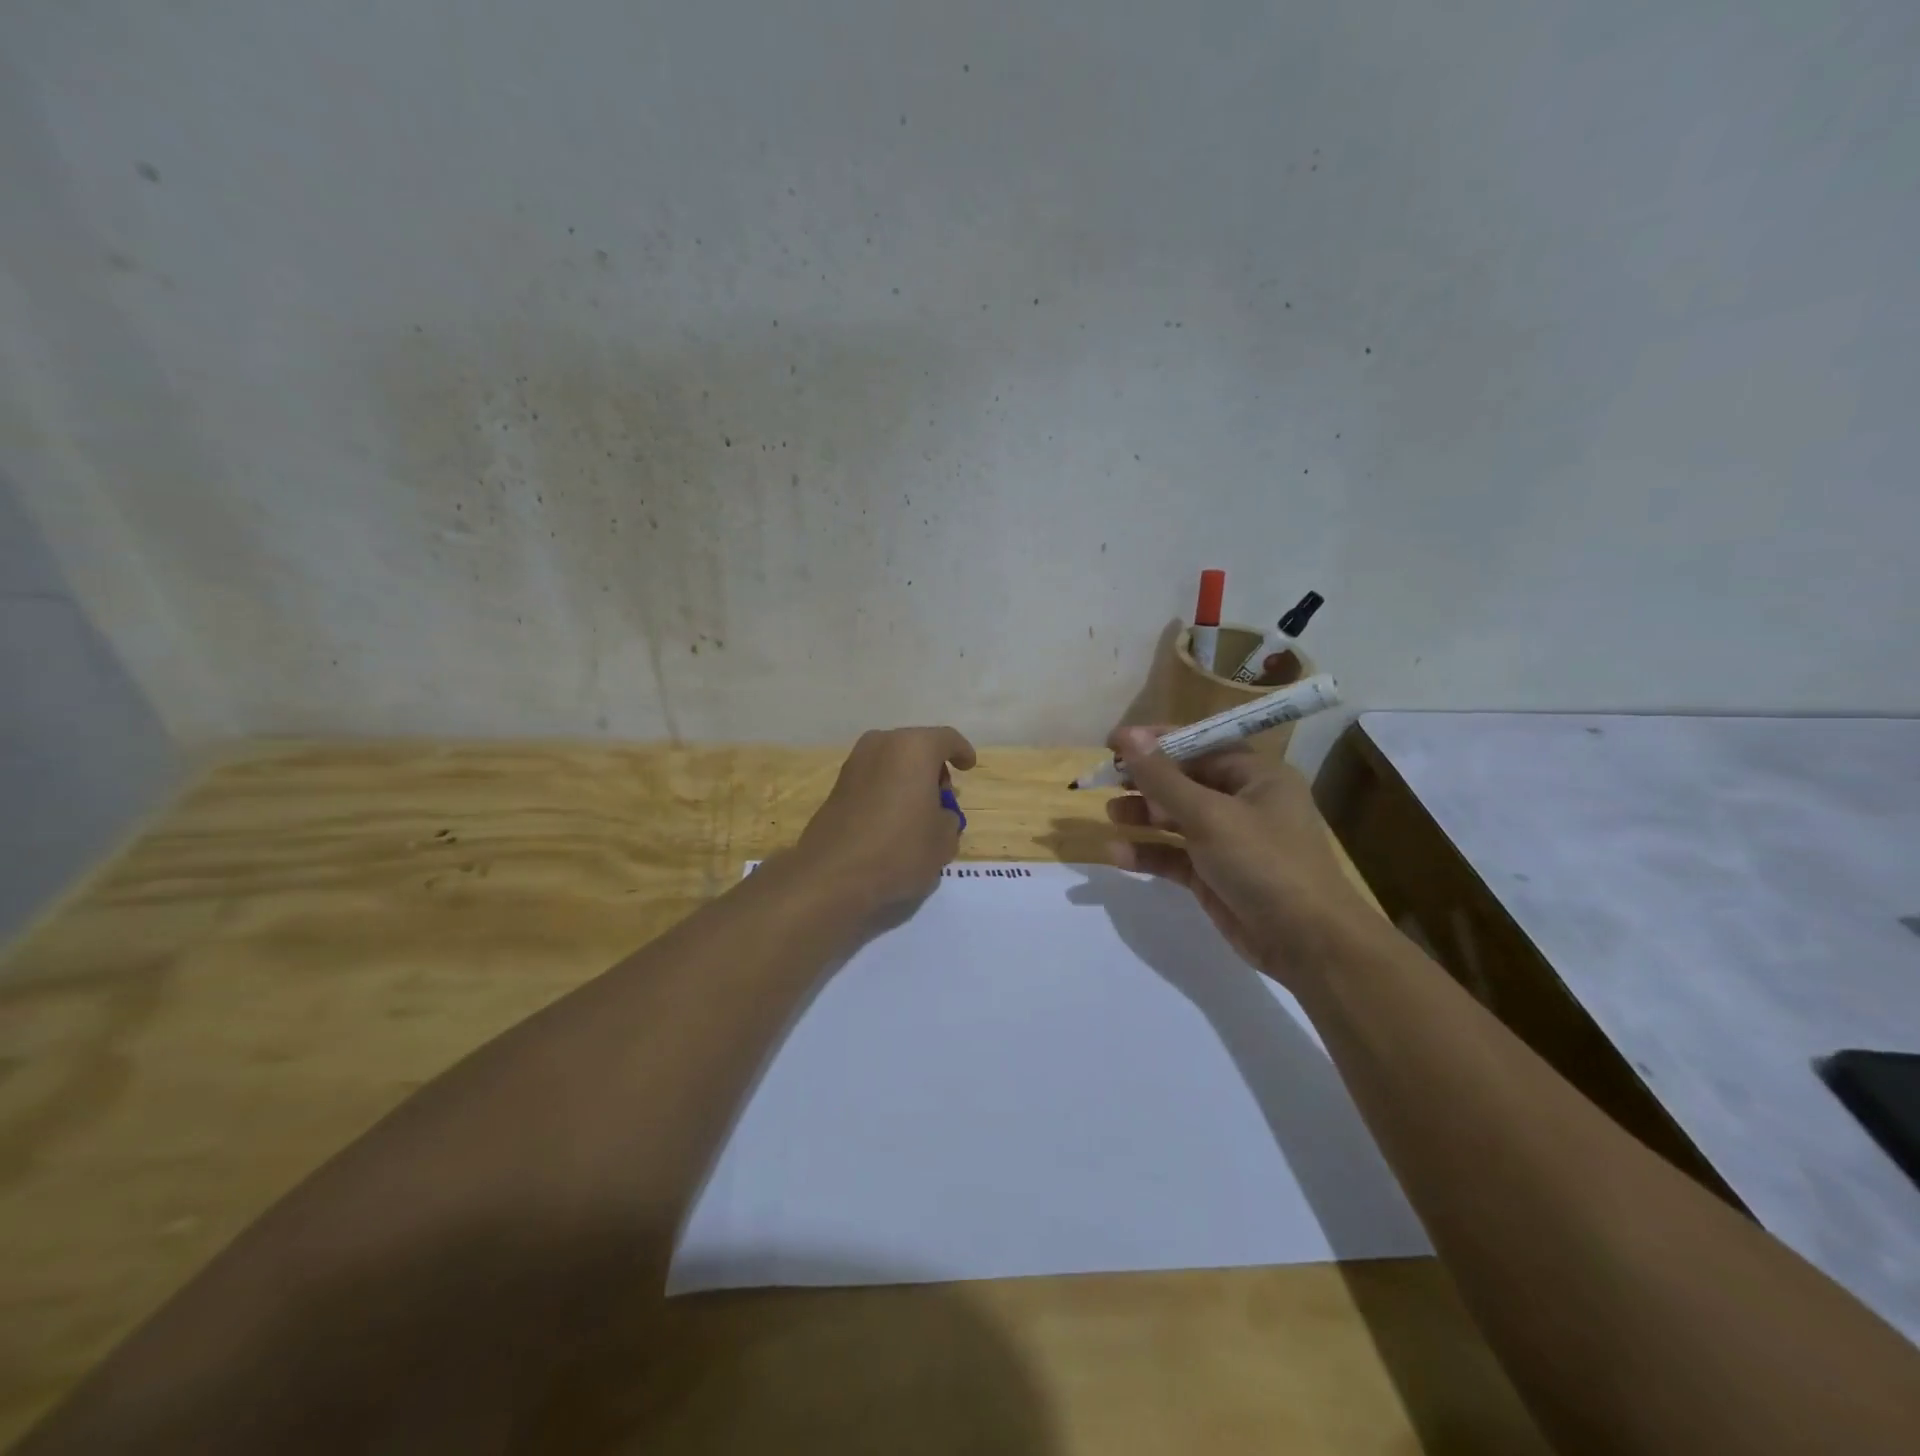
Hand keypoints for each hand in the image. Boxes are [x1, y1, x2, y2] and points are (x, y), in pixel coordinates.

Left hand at [796, 726, 976, 910]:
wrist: (833, 874)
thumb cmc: (900, 849)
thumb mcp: (943, 840)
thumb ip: (948, 819)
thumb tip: (936, 815)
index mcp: (914, 748)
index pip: (946, 739)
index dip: (961, 752)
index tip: (968, 767)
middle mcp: (881, 745)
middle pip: (916, 747)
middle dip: (932, 768)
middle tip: (942, 797)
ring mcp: (854, 763)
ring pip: (891, 762)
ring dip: (907, 779)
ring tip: (917, 811)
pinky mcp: (837, 786)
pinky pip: (873, 779)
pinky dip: (887, 790)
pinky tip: (892, 820)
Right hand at [1104, 726, 1375, 986]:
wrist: (1307, 943)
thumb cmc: (1264, 863)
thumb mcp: (1209, 815)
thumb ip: (1163, 778)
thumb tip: (1128, 737)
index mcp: (1256, 776)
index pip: (1200, 745)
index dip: (1156, 742)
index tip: (1113, 743)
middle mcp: (1243, 802)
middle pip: (1185, 781)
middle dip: (1146, 780)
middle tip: (1106, 779)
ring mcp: (1228, 841)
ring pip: (1177, 818)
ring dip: (1143, 815)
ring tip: (1110, 813)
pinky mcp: (1214, 875)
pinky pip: (1175, 855)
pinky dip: (1148, 853)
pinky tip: (1117, 854)